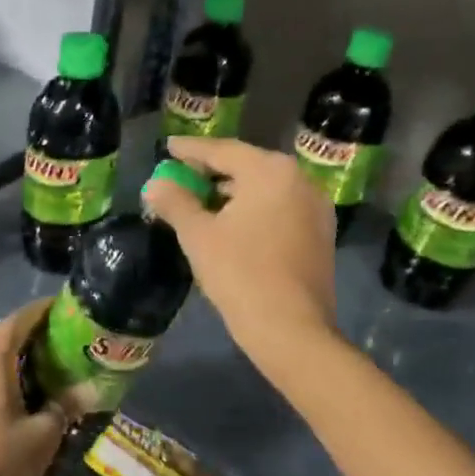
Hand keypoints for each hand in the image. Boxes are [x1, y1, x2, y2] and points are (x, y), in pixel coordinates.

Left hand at [0, 300, 66, 475]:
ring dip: (22, 353)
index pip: (19, 319)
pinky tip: (32, 388)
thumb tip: (92, 388)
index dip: (43, 311)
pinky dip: (10, 370)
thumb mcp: (43, 434)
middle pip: (6, 334)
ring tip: (56, 361)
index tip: (69, 309)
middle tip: (69, 337)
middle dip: (36, 332)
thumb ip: (66, 405)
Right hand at [144, 136, 337, 367]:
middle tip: (182, 175)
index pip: (223, 151)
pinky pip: (280, 208)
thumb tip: (154, 184)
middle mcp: (300, 180)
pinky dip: (254, 209)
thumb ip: (175, 202)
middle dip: (212, 171)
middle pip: (247, 166)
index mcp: (270, 171)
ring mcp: (315, 208)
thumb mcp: (198, 235)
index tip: (168, 147)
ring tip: (202, 201)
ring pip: (265, 189)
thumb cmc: (240, 273)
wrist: (291, 328)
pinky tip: (233, 224)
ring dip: (233, 192)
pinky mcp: (320, 234)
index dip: (191, 150)